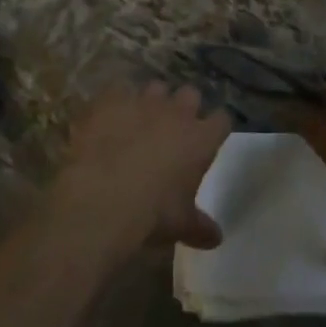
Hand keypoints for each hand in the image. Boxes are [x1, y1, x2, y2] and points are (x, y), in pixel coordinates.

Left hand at [47, 82, 231, 258]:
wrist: (104, 197)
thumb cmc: (153, 213)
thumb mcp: (181, 225)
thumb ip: (200, 227)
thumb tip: (217, 238)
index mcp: (200, 139)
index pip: (221, 120)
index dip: (215, 127)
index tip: (210, 136)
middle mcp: (176, 112)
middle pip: (190, 94)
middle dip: (184, 106)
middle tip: (175, 126)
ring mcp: (143, 101)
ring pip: (156, 87)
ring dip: (151, 101)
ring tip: (139, 119)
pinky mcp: (112, 99)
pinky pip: (117, 90)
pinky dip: (115, 102)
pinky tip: (108, 117)